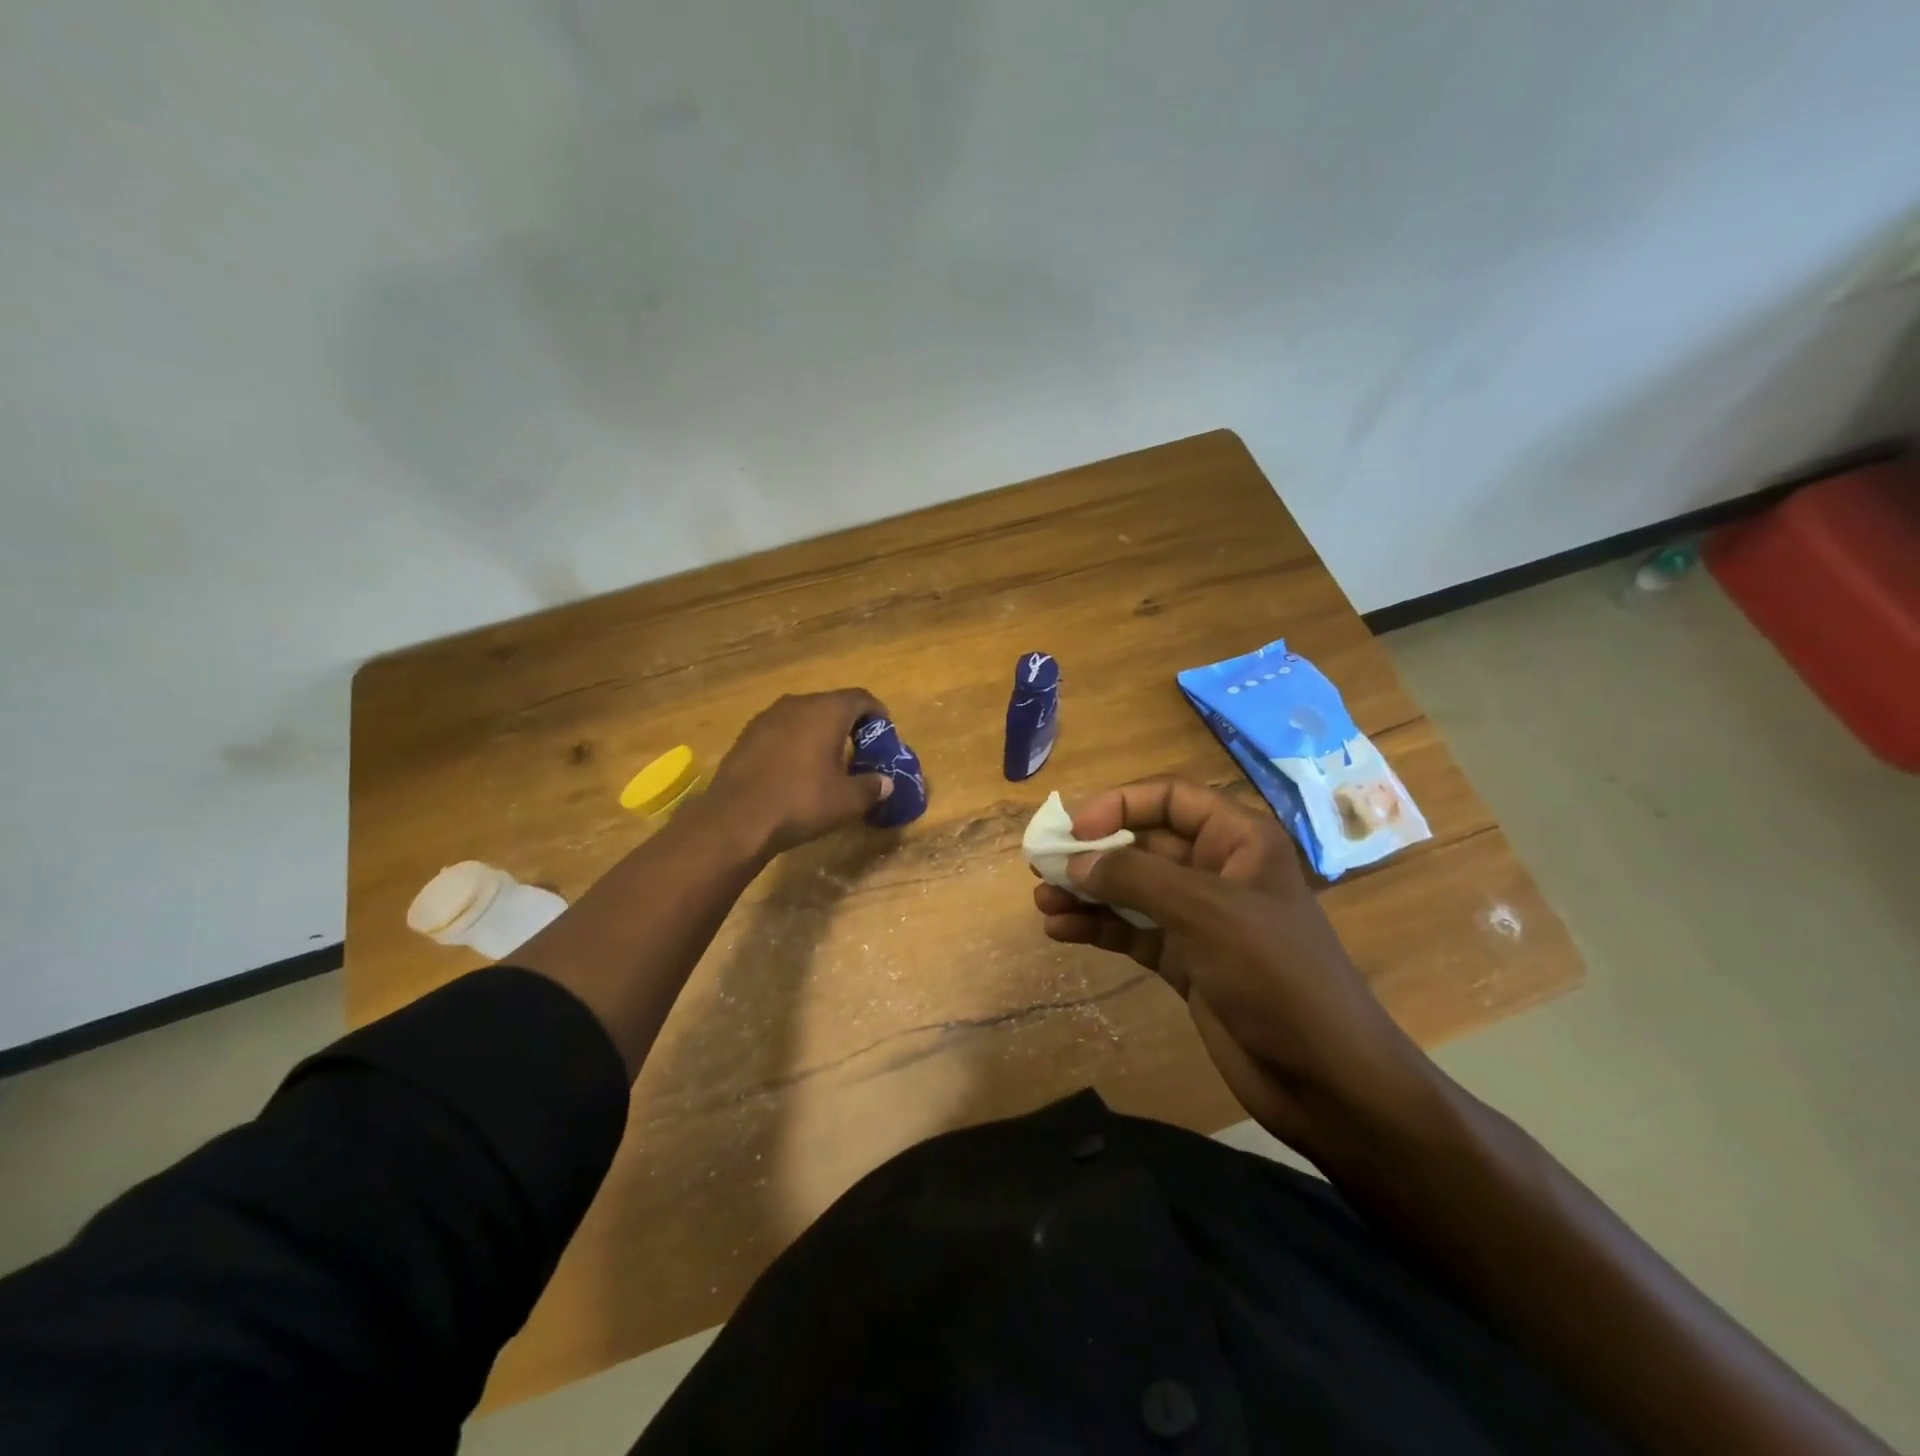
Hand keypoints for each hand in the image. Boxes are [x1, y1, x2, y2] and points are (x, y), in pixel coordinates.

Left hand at [703, 690, 894, 856]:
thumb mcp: (847, 801)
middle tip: (858, 749)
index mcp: (826, 711)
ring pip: (803, 716)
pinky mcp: (746, 736)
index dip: (877, 713)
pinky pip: (781, 731)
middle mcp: (796, 704)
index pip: (860, 698)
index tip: (884, 733)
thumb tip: (885, 783)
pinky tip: (795, 769)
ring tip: (827, 760)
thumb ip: (872, 787)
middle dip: (848, 724)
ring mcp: (766, 717)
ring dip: (819, 732)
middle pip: (831, 704)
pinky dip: (795, 742)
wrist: (736, 819)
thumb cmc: (800, 802)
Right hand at [1033, 778, 1440, 1161]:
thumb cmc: (1275, 974)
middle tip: (1042, 864)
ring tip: (1042, 901)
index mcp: (1239, 841)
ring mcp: (1199, 919)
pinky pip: (1132, 931)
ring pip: (1131, 890)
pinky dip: (1097, 928)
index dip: (1121, 804)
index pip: (1171, 799)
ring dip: (1087, 892)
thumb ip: (1137, 878)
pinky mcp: (1185, 961)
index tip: (1076, 829)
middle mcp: (1217, 871)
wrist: (1323, 1078)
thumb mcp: (1206, 912)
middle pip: (1143, 845)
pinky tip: (1059, 931)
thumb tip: (1077, 862)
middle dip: (1093, 853)